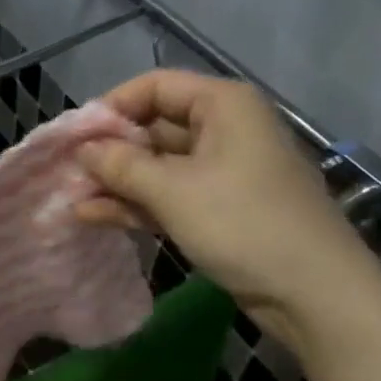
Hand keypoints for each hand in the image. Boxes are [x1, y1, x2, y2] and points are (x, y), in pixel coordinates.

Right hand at [76, 70, 378, 345]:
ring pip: (158, 166)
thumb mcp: (173, 190)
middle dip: (110, 151)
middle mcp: (223, 129)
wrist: (314, 293)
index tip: (75, 137)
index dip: (112, 107)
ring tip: (70, 199)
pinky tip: (94, 217)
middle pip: (154, 127)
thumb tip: (83, 150)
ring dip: (117, 182)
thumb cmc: (243, 223)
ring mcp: (222, 172)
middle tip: (66, 172)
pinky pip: (170, 195)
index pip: (154, 87)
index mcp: (222, 105)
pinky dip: (136, 204)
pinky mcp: (220, 209)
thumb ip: (121, 165)